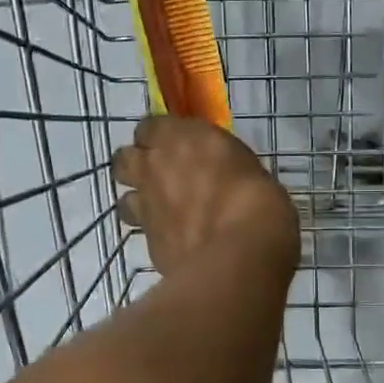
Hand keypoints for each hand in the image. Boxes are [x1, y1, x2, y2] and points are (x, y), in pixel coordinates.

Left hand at [112, 116, 298, 277]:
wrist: (239, 256)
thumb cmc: (259, 201)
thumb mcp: (247, 167)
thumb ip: (219, 166)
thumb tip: (218, 176)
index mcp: (181, 137)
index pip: (150, 126)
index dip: (158, 137)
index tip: (174, 145)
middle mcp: (154, 166)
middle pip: (124, 159)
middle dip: (137, 165)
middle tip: (159, 176)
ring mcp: (146, 205)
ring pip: (124, 198)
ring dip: (139, 201)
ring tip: (162, 212)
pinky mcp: (147, 241)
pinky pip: (143, 231)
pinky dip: (155, 234)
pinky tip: (176, 241)